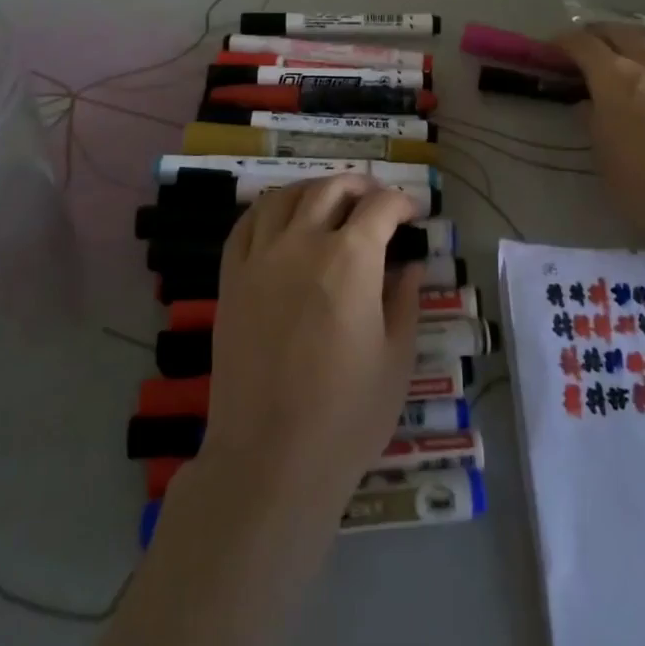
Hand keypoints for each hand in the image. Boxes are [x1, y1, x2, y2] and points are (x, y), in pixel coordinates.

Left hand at [201, 178, 422, 517]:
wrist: (269, 459)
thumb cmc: (346, 416)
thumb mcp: (396, 359)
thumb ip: (405, 301)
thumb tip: (410, 266)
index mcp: (350, 260)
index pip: (380, 207)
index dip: (402, 202)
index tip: (413, 214)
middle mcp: (302, 243)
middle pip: (331, 189)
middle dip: (360, 186)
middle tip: (376, 201)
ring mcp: (260, 258)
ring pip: (285, 197)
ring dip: (314, 189)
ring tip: (330, 201)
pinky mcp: (231, 279)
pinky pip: (246, 225)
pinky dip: (268, 210)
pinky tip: (281, 219)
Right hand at [556, 24, 644, 249]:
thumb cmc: (644, 182)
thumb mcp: (601, 156)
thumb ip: (592, 121)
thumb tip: (588, 104)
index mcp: (613, 76)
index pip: (582, 44)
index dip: (564, 42)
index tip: (554, 49)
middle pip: (620, 31)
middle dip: (599, 33)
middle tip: (589, 44)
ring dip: (641, 36)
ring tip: (634, 45)